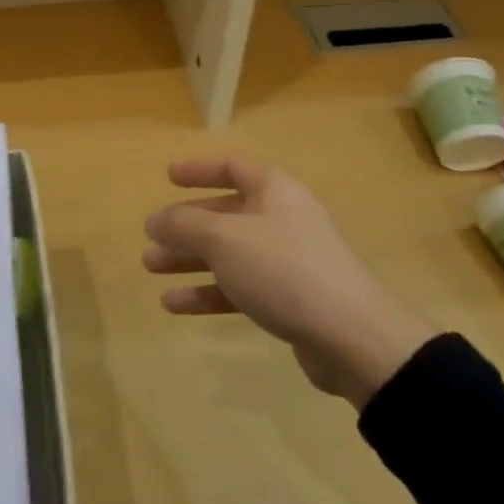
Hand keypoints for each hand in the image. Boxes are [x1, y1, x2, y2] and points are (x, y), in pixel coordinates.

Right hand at [143, 155, 434, 409]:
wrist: (352, 336)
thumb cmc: (283, 269)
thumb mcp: (224, 239)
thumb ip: (184, 225)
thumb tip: (156, 219)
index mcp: (274, 191)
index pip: (233, 167)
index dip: (199, 169)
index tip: (168, 177)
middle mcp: (282, 218)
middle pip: (226, 213)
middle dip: (185, 225)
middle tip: (150, 236)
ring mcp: (287, 260)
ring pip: (229, 252)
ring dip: (190, 259)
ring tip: (152, 268)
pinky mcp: (290, 298)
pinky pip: (240, 286)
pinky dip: (208, 292)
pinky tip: (175, 305)